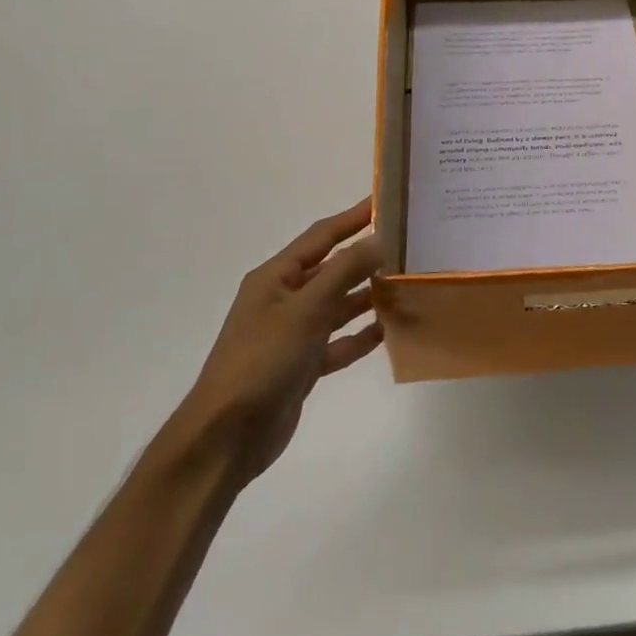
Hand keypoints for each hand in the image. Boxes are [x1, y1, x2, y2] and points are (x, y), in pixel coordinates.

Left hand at [186, 198, 383, 484]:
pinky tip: (387, 332)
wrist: (228, 435)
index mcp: (276, 278)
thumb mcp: (306, 309)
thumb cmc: (263, 360)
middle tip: (407, 246)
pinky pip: (337, 342)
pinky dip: (359, 336)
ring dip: (367, 297)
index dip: (353, 218)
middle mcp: (283, 300)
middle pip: (332, 270)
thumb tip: (378, 239)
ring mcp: (292, 334)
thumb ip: (344, 272)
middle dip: (366, 258)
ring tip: (405, 286)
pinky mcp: (302, 365)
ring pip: (337, 306)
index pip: (321, 237)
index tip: (385, 201)